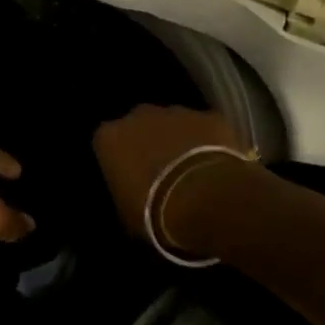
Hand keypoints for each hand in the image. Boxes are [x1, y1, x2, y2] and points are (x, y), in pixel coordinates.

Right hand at [91, 105, 244, 235]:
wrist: (202, 199)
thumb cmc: (153, 211)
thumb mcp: (125, 211)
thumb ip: (125, 192)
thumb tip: (132, 195)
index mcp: (109, 137)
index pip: (107, 142)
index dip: (120, 160)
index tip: (130, 177)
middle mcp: (138, 115)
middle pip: (140, 125)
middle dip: (149, 142)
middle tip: (162, 172)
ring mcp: (176, 112)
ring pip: (174, 123)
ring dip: (180, 140)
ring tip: (192, 170)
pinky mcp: (210, 117)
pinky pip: (207, 127)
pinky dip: (210, 141)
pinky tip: (218, 165)